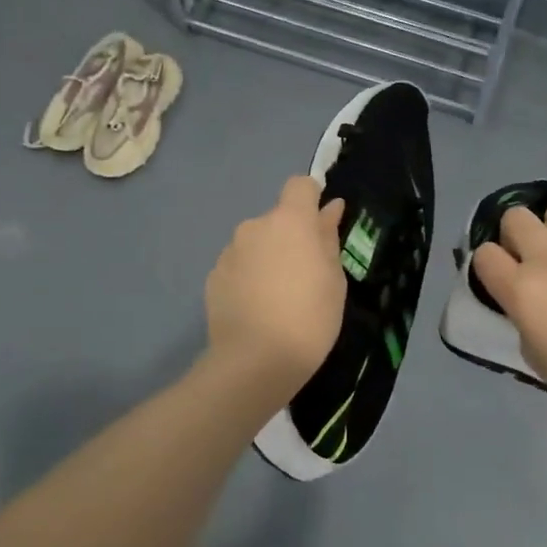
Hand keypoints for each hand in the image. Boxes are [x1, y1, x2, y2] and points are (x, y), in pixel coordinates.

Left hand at [204, 175, 346, 399]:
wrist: (255, 361)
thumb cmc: (309, 317)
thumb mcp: (333, 279)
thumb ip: (328, 237)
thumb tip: (330, 208)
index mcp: (290, 221)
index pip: (299, 185)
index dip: (311, 199)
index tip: (321, 226)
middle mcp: (254, 226)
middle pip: (277, 219)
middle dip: (290, 237)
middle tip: (305, 275)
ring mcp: (229, 252)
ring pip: (256, 244)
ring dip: (268, 258)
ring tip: (278, 297)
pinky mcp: (213, 277)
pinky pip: (238, 267)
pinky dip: (248, 278)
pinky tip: (257, 309)